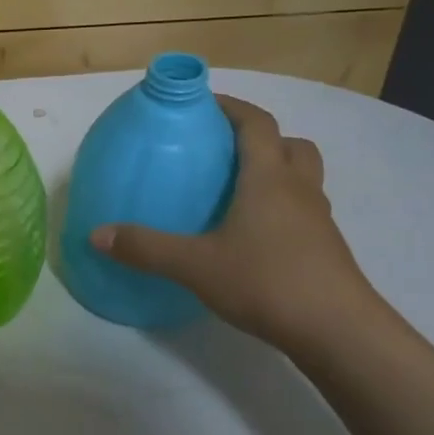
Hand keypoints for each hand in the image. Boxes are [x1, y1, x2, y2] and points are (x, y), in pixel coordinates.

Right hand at [89, 96, 379, 351]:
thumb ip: (146, 248)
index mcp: (268, 178)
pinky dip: (282, 208)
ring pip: (303, 178)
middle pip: (290, 145)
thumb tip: (96, 234)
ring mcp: (318, 220)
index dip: (232, 107)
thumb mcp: (195, 265)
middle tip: (225, 151)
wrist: (337, 331)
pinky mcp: (325, 249)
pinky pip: (304, 211)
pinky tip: (254, 236)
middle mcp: (299, 189)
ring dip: (277, 172)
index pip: (256, 123)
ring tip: (239, 192)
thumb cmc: (267, 281)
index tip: (204, 104)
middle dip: (261, 138)